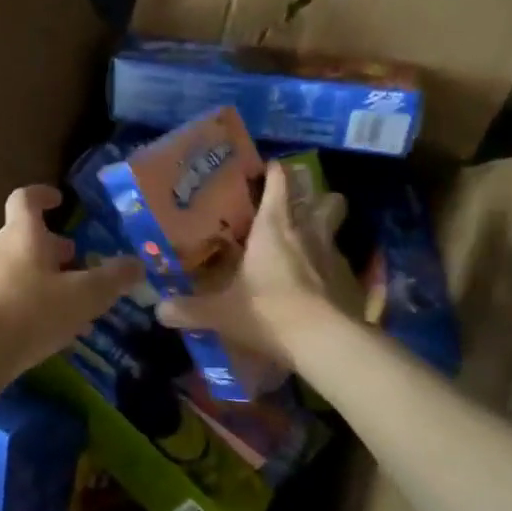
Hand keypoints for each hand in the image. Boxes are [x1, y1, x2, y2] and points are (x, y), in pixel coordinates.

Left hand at [0, 185, 143, 375]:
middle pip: (24, 238)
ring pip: (19, 271)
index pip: (26, 200)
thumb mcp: (83, 296)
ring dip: (45, 280)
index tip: (59, 200)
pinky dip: (31, 306)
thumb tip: (137, 264)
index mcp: (22, 235)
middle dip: (53, 247)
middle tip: (77, 258)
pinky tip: (51, 332)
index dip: (42, 195)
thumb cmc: (30, 311)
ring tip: (73, 303)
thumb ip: (112, 279)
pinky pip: (9, 299)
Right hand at [155, 162, 357, 371]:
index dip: (275, 172)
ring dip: (326, 226)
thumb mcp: (222, 313)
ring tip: (310, 241)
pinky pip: (344, 263)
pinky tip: (322, 283)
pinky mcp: (352, 280)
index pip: (279, 182)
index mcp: (274, 227)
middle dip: (313, 195)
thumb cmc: (269, 312)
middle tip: (298, 205)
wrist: (325, 341)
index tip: (269, 169)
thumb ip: (190, 309)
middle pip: (323, 197)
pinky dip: (333, 267)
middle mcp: (308, 232)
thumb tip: (159, 310)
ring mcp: (335, 254)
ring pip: (337, 224)